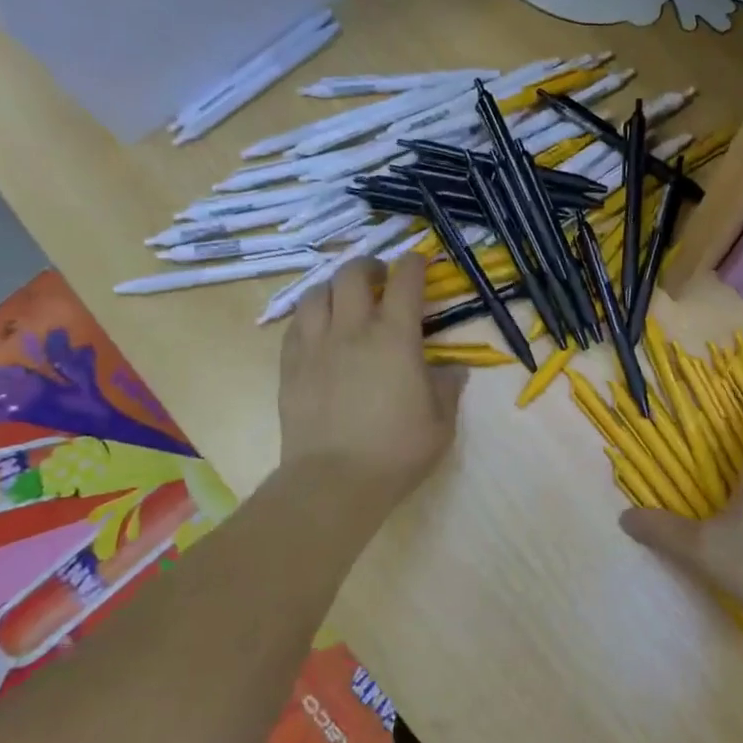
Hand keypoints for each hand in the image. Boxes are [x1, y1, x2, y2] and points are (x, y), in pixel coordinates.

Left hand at [279, 254, 466, 509]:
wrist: (333, 481)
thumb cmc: (396, 451)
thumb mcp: (440, 423)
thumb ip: (448, 389)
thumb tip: (452, 371)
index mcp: (395, 337)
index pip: (405, 281)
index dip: (414, 263)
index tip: (419, 262)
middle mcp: (353, 329)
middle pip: (353, 274)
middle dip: (369, 266)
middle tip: (379, 278)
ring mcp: (316, 345)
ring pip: (316, 292)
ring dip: (334, 287)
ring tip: (344, 299)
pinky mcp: (290, 365)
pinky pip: (295, 324)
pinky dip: (310, 315)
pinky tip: (318, 329)